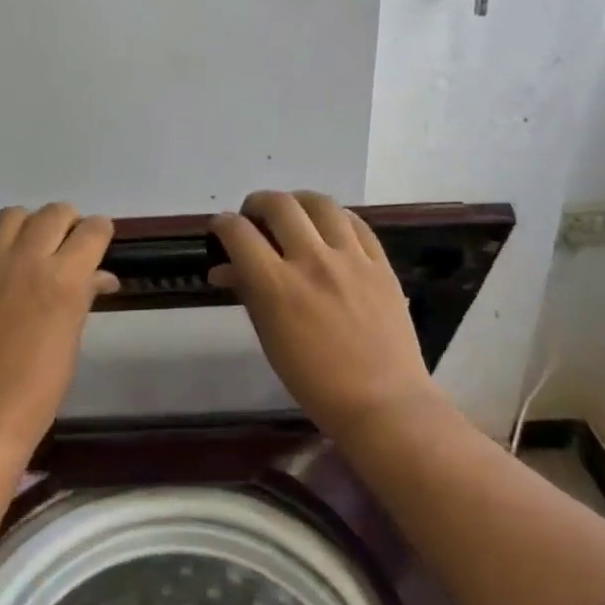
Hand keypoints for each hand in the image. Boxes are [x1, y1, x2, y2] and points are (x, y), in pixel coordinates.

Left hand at [0, 203, 117, 464]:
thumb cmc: (37, 389)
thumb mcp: (71, 339)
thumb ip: (84, 295)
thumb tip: (99, 275)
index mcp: (64, 279)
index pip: (93, 230)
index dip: (100, 234)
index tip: (98, 247)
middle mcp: (27, 258)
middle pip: (56, 213)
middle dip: (69, 225)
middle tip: (67, 249)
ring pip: (16, 214)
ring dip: (31, 225)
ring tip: (32, 251)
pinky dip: (1, 239)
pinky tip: (4, 264)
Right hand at [211, 191, 443, 443]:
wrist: (383, 402)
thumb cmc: (315, 381)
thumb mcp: (270, 338)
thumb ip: (247, 294)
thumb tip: (223, 269)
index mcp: (278, 286)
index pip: (238, 233)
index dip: (222, 224)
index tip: (221, 229)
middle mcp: (312, 261)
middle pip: (278, 205)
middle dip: (256, 203)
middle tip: (254, 219)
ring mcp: (351, 258)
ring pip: (320, 203)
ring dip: (297, 202)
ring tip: (292, 215)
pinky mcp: (380, 262)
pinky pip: (356, 222)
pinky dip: (335, 218)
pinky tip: (329, 228)